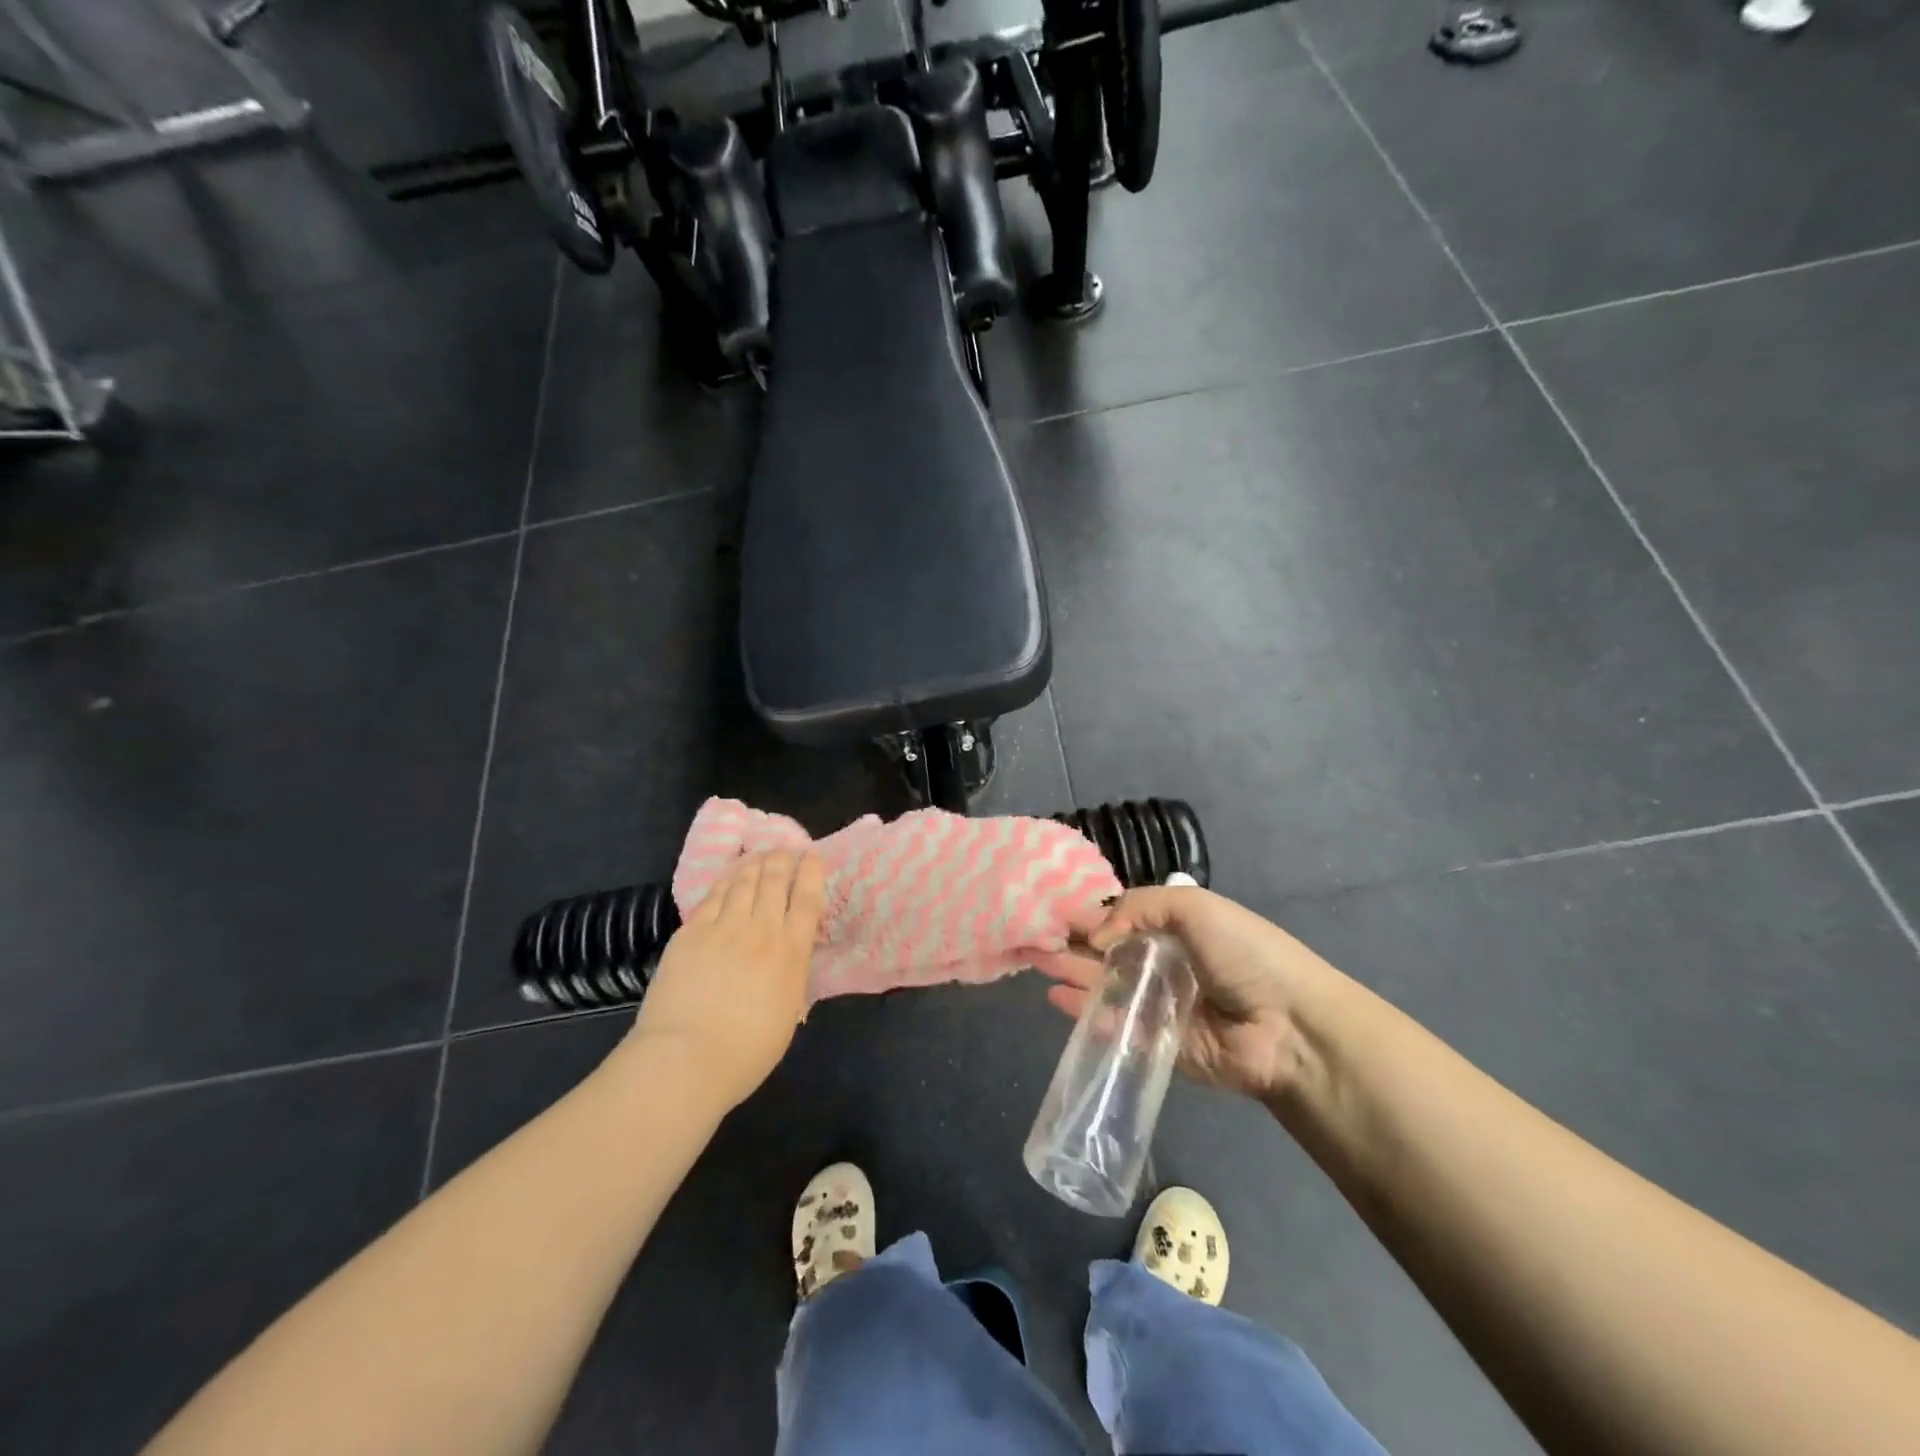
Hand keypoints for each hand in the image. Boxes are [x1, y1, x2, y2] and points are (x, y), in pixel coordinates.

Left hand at [625, 851, 827, 1109]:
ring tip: (761, 855)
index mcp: (791, 953)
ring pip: (744, 881)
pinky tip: (730, 876)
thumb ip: (792, 973)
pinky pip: (714, 896)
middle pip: (775, 880)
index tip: (813, 857)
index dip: (812, 872)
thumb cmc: (746, 1051)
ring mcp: (723, 927)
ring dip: (756, 862)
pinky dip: (726, 881)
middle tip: (786, 850)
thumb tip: (790, 953)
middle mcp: (761, 930)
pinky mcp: (691, 932)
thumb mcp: (788, 1011)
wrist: (685, 1059)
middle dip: (783, 859)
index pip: (807, 898)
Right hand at [1034, 885, 1336, 1105]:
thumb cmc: (1243, 952)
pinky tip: (1057, 1000)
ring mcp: (1160, 1006)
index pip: (1123, 918)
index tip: (1053, 911)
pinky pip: (1115, 1026)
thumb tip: (1096, 937)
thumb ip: (1137, 908)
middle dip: (1072, 946)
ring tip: (1036, 965)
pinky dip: (1085, 1013)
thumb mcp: (1193, 906)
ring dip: (1072, 976)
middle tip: (1033, 940)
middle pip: (1108, 953)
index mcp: (1177, 928)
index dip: (1090, 915)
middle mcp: (1165, 964)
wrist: (1288, 1025)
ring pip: (1106, 987)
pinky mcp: (1157, 1044)